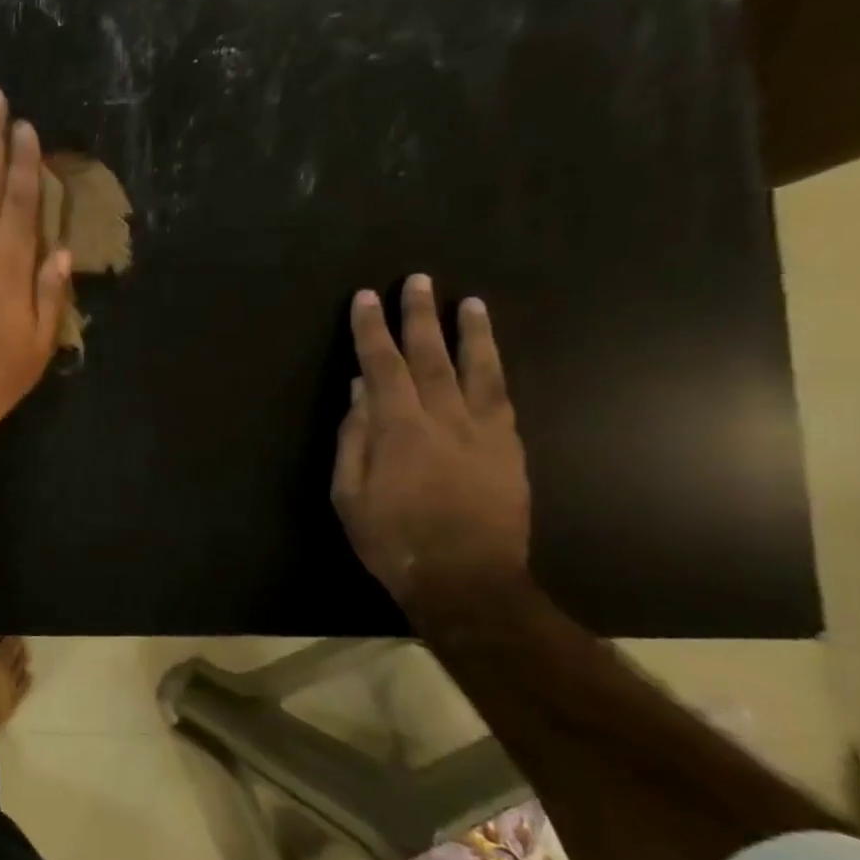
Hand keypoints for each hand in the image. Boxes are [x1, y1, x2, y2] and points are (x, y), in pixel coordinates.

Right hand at [331, 274, 530, 618]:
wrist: (467, 579)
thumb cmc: (392, 538)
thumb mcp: (349, 493)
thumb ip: (354, 437)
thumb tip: (360, 390)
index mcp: (400, 428)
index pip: (382, 365)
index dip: (371, 330)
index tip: (366, 298)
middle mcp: (446, 418)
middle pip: (431, 356)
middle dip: (420, 316)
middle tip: (418, 280)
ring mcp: (485, 432)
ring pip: (478, 370)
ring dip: (471, 333)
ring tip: (469, 302)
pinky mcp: (510, 449)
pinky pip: (503, 398)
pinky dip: (495, 371)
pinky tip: (491, 358)